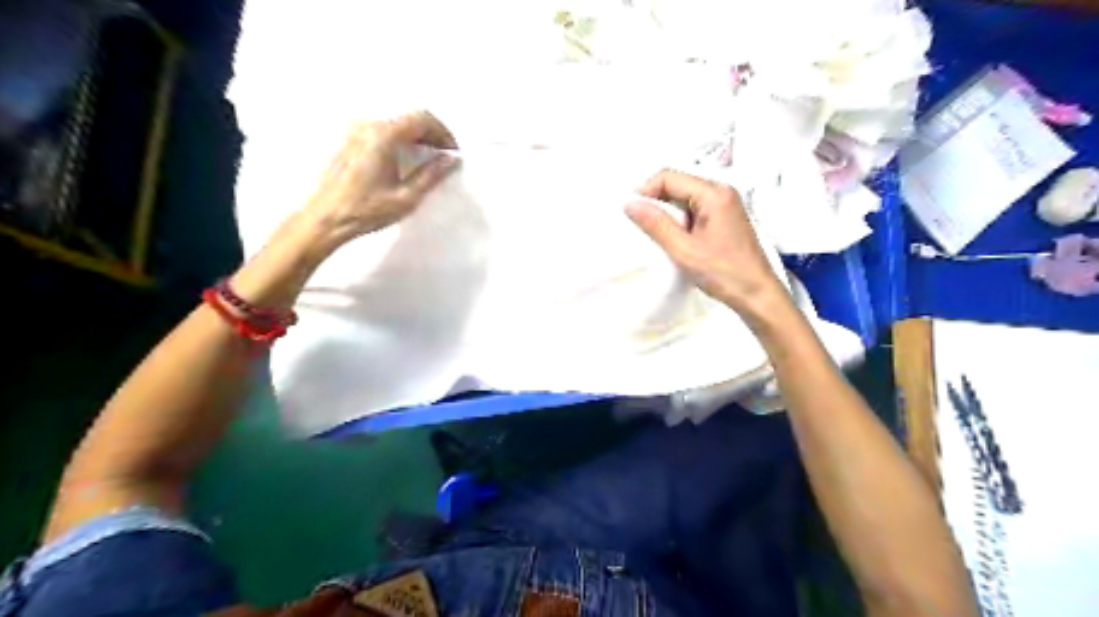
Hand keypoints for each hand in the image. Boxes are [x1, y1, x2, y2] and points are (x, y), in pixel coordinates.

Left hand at [294, 110, 456, 250]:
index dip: (443, 133)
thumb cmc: (366, 210)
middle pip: (409, 119)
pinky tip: (405, 161)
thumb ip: (431, 175)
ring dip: (415, 137)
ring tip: (427, 160)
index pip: (422, 118)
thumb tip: (450, 160)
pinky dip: (400, 140)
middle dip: (431, 134)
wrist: (326, 219)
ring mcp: (356, 131)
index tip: (452, 152)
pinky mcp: (349, 141)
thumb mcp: (406, 197)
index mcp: (384, 136)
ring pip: (396, 124)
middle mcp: (368, 126)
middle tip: (443, 156)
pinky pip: (382, 131)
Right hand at [621, 165, 785, 315]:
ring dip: (667, 213)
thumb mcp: (683, 250)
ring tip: (660, 237)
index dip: (646, 191)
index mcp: (714, 193)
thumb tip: (629, 203)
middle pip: (677, 184)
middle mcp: (721, 191)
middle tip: (644, 228)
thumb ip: (655, 224)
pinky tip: (676, 240)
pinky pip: (694, 209)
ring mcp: (725, 204)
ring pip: (683, 197)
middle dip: (656, 202)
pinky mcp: (724, 218)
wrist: (758, 295)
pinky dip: (680, 221)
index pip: (668, 177)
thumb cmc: (724, 273)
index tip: (633, 214)